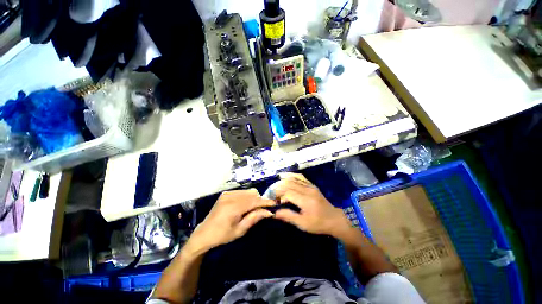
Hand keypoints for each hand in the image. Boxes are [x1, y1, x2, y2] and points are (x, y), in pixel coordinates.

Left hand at [189, 189, 274, 251]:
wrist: (204, 233)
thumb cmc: (222, 235)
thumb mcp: (240, 230)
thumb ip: (254, 218)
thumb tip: (268, 212)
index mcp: (234, 207)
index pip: (255, 201)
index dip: (265, 202)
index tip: (274, 203)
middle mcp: (231, 197)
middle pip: (252, 193)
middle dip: (260, 200)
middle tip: (262, 209)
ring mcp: (227, 194)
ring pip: (248, 191)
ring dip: (253, 198)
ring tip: (253, 208)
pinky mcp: (225, 193)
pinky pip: (241, 191)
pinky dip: (246, 196)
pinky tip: (244, 205)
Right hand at [273, 173, 350, 237]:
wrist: (334, 219)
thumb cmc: (318, 224)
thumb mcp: (303, 224)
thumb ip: (288, 216)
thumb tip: (275, 212)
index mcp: (306, 200)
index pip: (287, 193)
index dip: (278, 195)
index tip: (272, 201)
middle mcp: (308, 190)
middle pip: (289, 184)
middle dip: (278, 188)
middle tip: (272, 194)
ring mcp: (310, 186)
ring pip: (294, 179)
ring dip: (283, 181)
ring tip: (275, 185)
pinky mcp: (312, 185)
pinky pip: (300, 177)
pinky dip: (291, 175)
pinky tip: (285, 175)